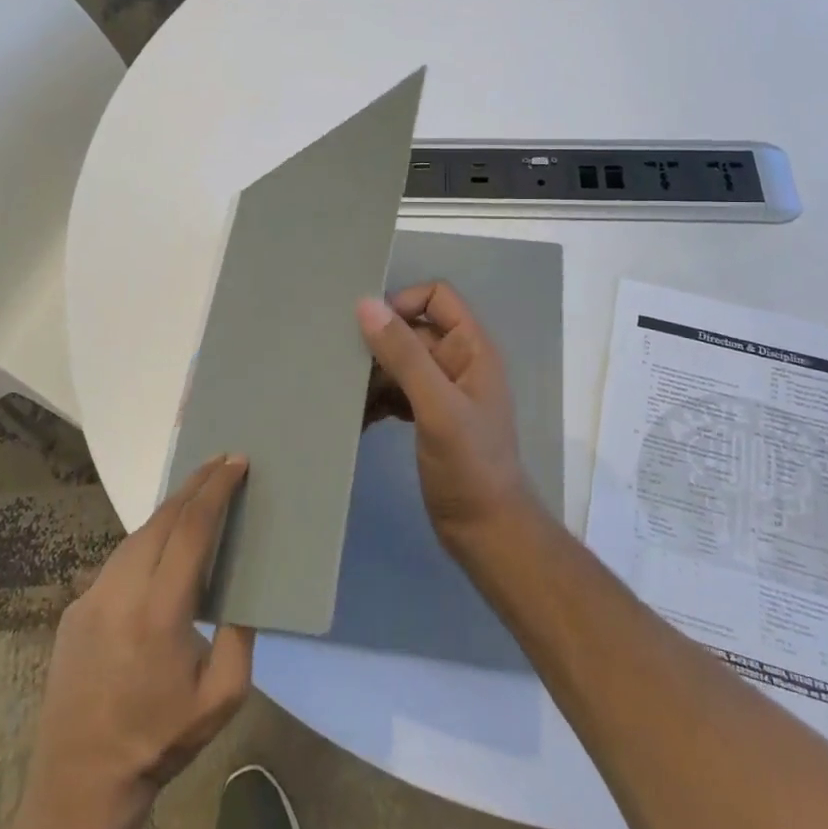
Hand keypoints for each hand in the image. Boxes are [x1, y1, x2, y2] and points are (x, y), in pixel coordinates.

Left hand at [0, 456, 254, 828]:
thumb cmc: (160, 740)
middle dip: (195, 485)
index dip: (216, 491)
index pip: (191, 530)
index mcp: (160, 611)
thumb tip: (244, 587)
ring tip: (197, 494)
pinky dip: (146, 540)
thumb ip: (240, 634)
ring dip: (169, 510)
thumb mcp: (223, 696)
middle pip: (162, 519)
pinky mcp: (75, 609)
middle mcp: (121, 592)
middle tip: (222, 463)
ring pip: (136, 535)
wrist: (79, 785)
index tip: (236, 463)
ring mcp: (91, 598)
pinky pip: (118, 560)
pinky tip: (161, 545)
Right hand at [357, 283, 534, 550]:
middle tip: (340, 362)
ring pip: (400, 362)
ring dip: (373, 374)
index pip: (436, 297)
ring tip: (342, 392)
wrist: (486, 532)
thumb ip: (404, 354)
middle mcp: (458, 361)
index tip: (368, 329)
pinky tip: (356, 417)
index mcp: (471, 348)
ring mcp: (443, 390)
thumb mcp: (436, 406)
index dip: (403, 303)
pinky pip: (396, 391)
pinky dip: (376, 399)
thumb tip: (366, 304)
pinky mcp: (428, 416)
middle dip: (378, 343)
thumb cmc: (469, 465)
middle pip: (412, 329)